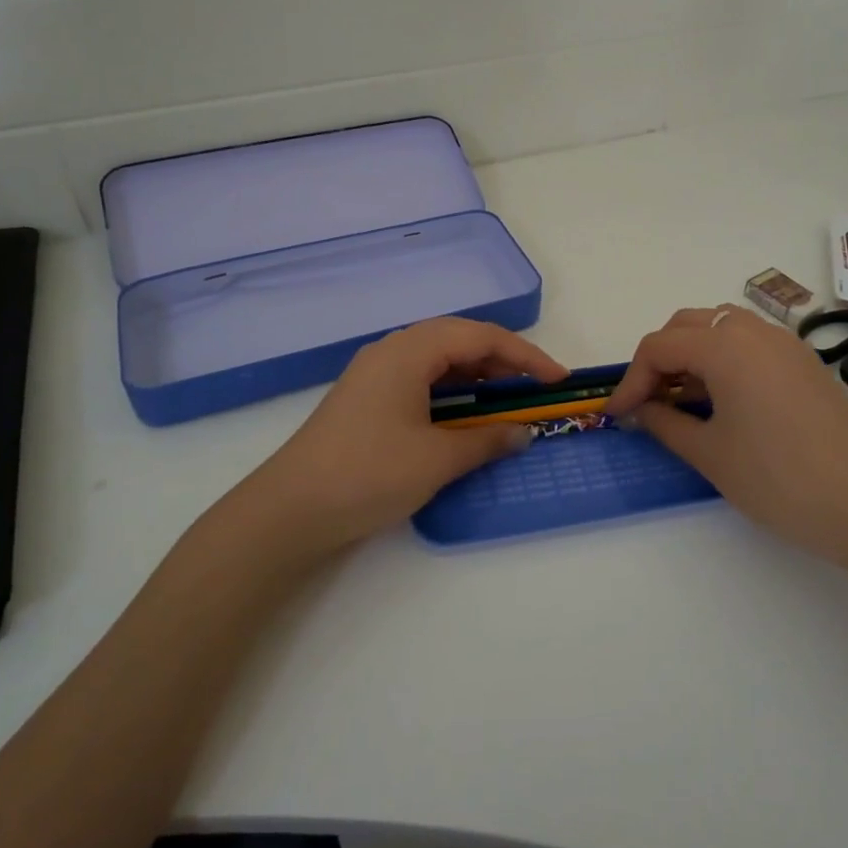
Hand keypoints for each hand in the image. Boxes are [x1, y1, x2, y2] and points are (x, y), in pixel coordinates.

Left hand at [231, 318, 568, 561]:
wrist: (290, 510)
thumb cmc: (369, 473)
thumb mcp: (437, 459)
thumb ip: (487, 441)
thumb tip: (523, 433)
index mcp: (410, 351)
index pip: (481, 337)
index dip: (526, 355)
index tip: (557, 379)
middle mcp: (392, 351)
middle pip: (459, 340)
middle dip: (502, 361)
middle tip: (534, 390)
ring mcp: (375, 374)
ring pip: (438, 360)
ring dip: (476, 377)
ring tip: (505, 404)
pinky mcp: (366, 399)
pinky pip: (420, 380)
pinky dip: (450, 393)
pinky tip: (463, 419)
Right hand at [608, 307, 847, 568]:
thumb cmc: (775, 479)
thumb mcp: (708, 452)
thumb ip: (664, 422)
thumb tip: (639, 410)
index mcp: (725, 346)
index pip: (659, 347)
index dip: (631, 380)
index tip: (618, 415)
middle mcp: (754, 331)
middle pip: (688, 325)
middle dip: (659, 359)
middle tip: (648, 400)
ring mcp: (785, 343)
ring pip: (721, 327)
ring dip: (692, 353)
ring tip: (683, 398)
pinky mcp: (804, 362)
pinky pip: (751, 343)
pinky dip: (724, 358)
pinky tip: (723, 399)